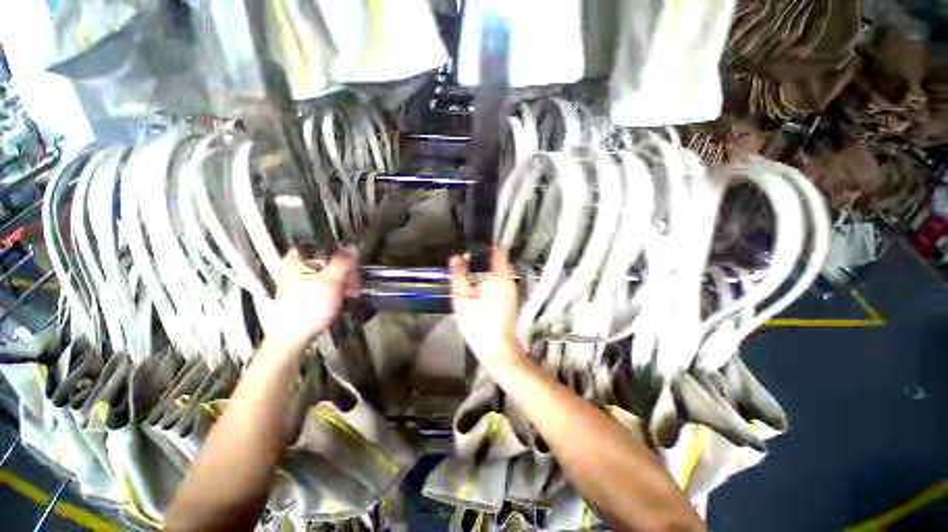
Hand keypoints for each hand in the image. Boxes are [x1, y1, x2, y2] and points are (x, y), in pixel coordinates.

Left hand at [269, 247, 359, 349]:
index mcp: (297, 260)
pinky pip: (328, 283)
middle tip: (355, 284)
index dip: (342, 253)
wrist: (296, 337)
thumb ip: (343, 263)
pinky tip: (346, 296)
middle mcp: (297, 266)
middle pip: (330, 260)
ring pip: (331, 272)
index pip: (324, 246)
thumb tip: (355, 247)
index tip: (354, 265)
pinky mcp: (308, 291)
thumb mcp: (331, 282)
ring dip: (346, 281)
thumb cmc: (310, 307)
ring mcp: (302, 279)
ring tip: (353, 293)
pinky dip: (339, 288)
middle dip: (346, 271)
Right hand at [449, 249, 524, 370]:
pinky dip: (488, 282)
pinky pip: (499, 284)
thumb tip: (456, 257)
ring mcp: (511, 292)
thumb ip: (458, 274)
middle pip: (496, 262)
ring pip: (497, 274)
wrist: (498, 350)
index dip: (482, 249)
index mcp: (500, 276)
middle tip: (463, 268)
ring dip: (483, 273)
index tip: (468, 253)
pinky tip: (476, 293)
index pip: (496, 251)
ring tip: (466, 280)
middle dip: (480, 262)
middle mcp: (509, 280)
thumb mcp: (462, 297)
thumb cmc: (478, 322)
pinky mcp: (510, 301)